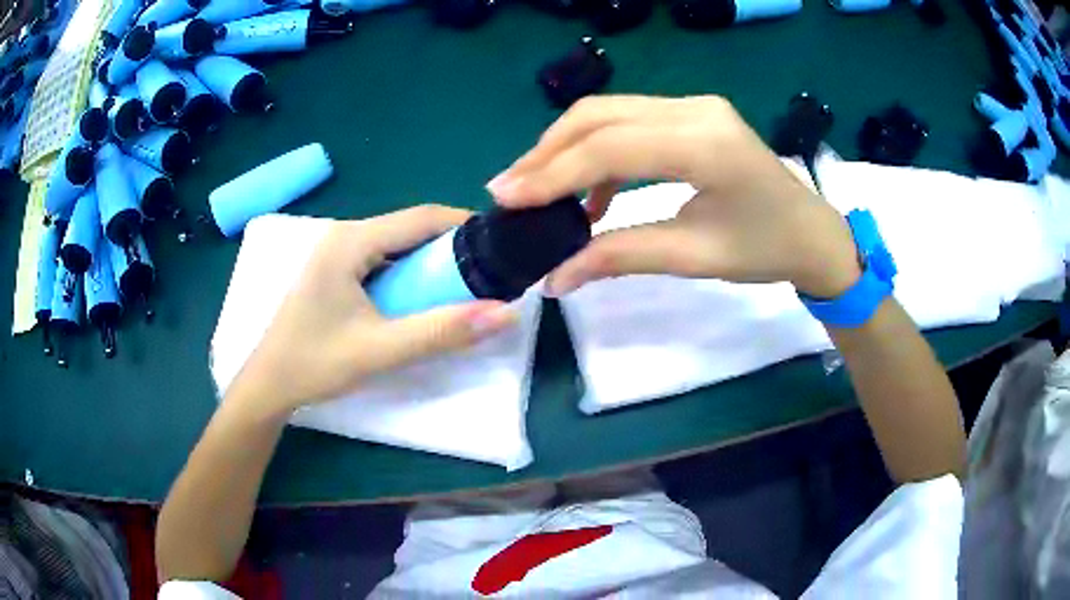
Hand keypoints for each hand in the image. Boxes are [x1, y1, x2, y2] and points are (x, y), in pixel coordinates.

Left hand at [226, 205, 516, 415]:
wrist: (268, 386)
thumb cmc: (315, 363)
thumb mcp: (381, 350)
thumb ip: (441, 331)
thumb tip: (505, 313)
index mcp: (350, 240)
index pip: (420, 217)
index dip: (464, 226)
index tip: (500, 245)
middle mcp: (343, 236)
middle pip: (409, 229)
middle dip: (449, 249)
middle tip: (485, 274)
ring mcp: (336, 254)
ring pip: (396, 247)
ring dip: (429, 264)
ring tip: (462, 288)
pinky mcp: (334, 273)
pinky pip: (381, 263)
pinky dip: (408, 276)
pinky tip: (420, 300)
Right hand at [486, 95, 860, 297]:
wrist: (812, 233)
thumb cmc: (767, 249)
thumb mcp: (694, 256)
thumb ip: (621, 256)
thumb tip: (555, 278)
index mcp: (706, 143)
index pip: (611, 147)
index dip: (552, 173)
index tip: (506, 198)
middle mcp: (695, 109)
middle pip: (600, 115)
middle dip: (547, 153)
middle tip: (510, 191)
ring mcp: (694, 105)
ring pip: (609, 113)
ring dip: (566, 148)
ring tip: (537, 190)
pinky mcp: (691, 114)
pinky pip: (629, 123)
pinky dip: (598, 153)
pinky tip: (588, 193)